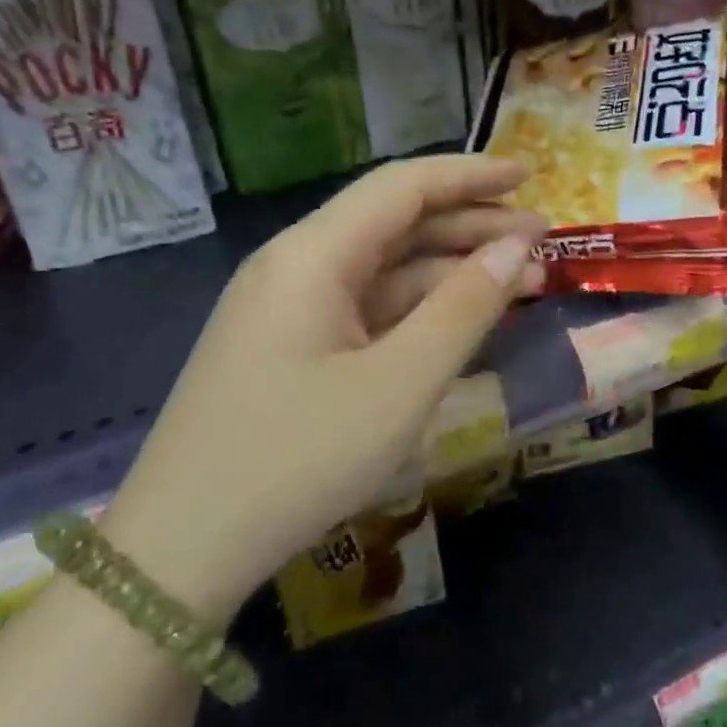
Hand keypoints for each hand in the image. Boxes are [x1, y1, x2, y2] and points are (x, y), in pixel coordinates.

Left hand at [103, 156, 544, 615]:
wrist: (183, 550)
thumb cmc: (299, 459)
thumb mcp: (400, 384)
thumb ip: (464, 308)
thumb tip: (517, 247)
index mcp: (312, 255)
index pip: (402, 187)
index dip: (471, 176)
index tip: (531, 176)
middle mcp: (296, 266)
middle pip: (395, 224)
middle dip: (471, 227)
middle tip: (543, 243)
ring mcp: (289, 310)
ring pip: (383, 271)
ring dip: (451, 273)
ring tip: (521, 284)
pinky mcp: (290, 349)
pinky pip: (365, 311)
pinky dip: (418, 311)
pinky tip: (461, 323)